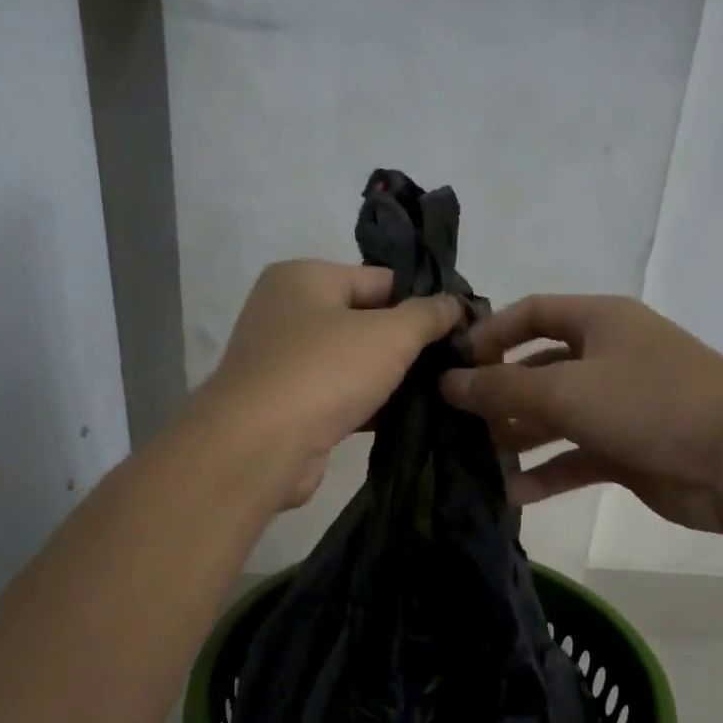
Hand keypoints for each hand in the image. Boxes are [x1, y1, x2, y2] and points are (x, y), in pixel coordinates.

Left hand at [197, 260, 460, 507]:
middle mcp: (287, 312)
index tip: (462, 327)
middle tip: (454, 362)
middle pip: (366, 320)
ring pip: (353, 362)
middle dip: (408, 343)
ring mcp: (284, 361)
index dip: (423, 301)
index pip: (380, 279)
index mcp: (304, 277)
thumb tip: (455, 304)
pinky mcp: (287, 405)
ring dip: (390, 378)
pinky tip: (406, 419)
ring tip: (439, 392)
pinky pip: (339, 396)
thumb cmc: (325, 372)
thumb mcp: (391, 334)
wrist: (260, 446)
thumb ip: (428, 315)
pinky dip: (368, 405)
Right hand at [440, 295, 722, 532]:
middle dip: (498, 396)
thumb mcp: (568, 389)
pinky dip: (547, 474)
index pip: (532, 314)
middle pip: (539, 371)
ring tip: (474, 463)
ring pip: (555, 419)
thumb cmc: (651, 403)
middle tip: (453, 424)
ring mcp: (620, 407)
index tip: (451, 364)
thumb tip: (448, 382)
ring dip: (518, 439)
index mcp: (600, 322)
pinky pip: (575, 458)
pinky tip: (513, 494)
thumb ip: (503, 387)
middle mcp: (608, 358)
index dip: (490, 334)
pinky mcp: (628, 451)